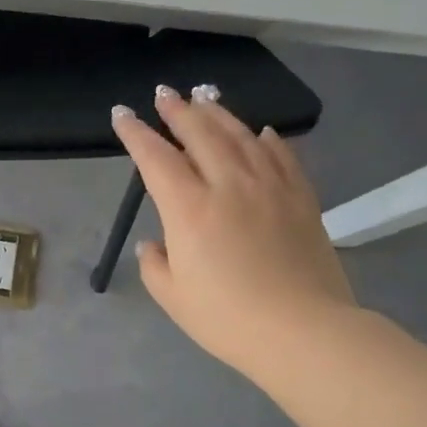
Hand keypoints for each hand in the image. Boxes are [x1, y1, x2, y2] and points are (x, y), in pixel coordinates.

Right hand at [113, 85, 357, 387]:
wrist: (303, 332)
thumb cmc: (227, 319)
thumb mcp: (173, 297)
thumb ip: (155, 264)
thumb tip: (154, 243)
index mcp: (189, 209)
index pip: (155, 158)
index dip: (136, 133)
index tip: (122, 114)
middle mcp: (228, 185)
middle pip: (200, 134)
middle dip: (178, 110)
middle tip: (165, 94)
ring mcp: (270, 188)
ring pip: (241, 136)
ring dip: (218, 114)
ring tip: (204, 98)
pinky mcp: (302, 199)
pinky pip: (283, 157)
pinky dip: (268, 140)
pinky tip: (261, 132)